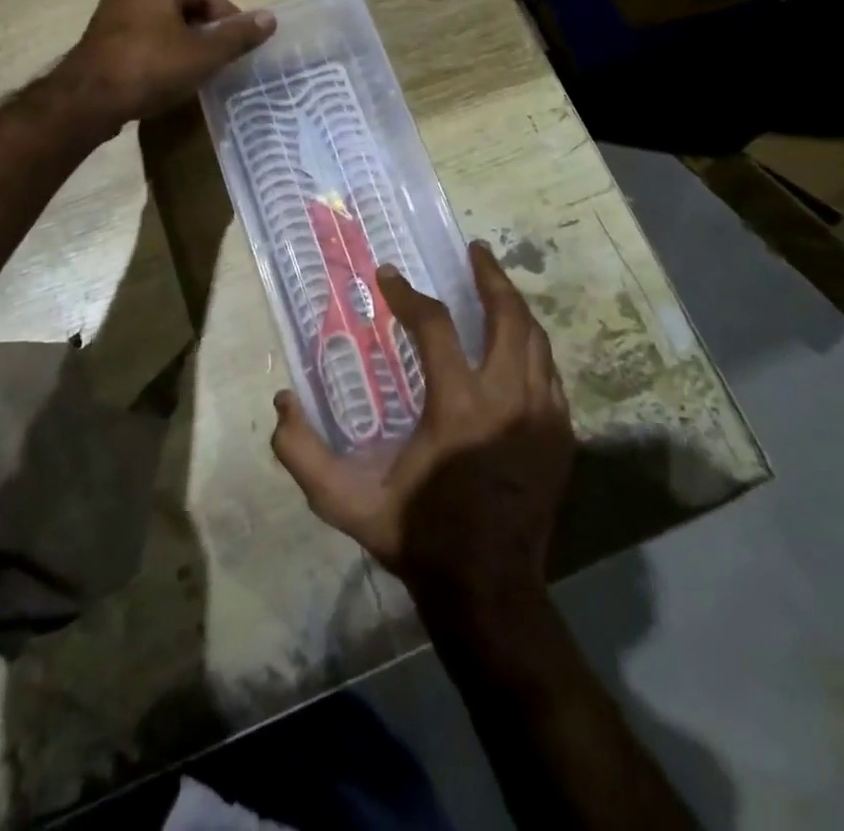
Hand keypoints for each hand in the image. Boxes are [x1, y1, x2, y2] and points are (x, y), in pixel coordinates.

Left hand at [56, 0, 273, 134]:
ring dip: (182, 44)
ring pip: (162, 24)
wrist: (88, 99)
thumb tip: (271, 18)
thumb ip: (238, 36)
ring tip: (194, 73)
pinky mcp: (99, 38)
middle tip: (219, 62)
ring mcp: (111, 12)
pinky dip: (158, 54)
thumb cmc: (151, 68)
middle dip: (205, 33)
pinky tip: (163, 79)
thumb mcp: (204, 54)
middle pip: (184, 7)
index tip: (239, 49)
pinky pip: (140, 39)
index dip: (229, 21)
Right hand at [271, 242, 573, 619]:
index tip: (389, 277)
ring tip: (496, 284)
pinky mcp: (561, 436)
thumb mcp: (347, 504)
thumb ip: (303, 456)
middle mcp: (507, 400)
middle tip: (475, 251)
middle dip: (490, 277)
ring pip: (536, 340)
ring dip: (515, 306)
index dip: (408, 295)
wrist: (490, 591)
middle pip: (508, 317)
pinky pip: (550, 373)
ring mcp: (543, 416)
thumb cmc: (419, 537)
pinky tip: (517, 342)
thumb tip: (281, 403)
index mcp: (458, 409)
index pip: (435, 326)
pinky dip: (532, 346)